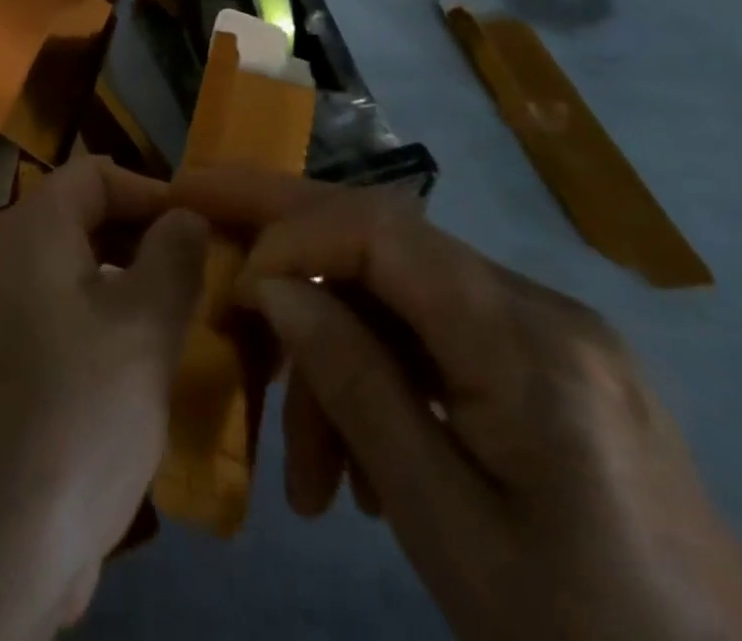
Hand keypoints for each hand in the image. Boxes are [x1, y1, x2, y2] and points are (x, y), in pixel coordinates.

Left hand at [0, 157, 206, 640]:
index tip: (209, 229)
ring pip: (78, 273)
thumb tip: (186, 214)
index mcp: (31, 227)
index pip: (97, 173)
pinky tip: (146, 370)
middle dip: (148, 241)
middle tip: (208, 279)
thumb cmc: (74, 412)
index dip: (154, 191)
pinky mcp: (4, 363)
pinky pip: (63, 319)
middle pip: (86, 219)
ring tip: (189, 324)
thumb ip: (173, 258)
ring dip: (132, 289)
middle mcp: (7, 255)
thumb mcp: (142, 329)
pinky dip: (105, 329)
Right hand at [170, 170, 741, 640]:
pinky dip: (375, 379)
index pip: (379, 229)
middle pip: (380, 234)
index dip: (288, 232)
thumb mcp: (448, 527)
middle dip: (281, 229)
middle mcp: (537, 308)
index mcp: (527, 339)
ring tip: (305, 471)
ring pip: (394, 295)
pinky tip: (359, 468)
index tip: (230, 284)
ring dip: (330, 353)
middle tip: (197, 215)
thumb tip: (269, 284)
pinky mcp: (542, 370)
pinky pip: (429, 339)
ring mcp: (544, 336)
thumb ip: (352, 384)